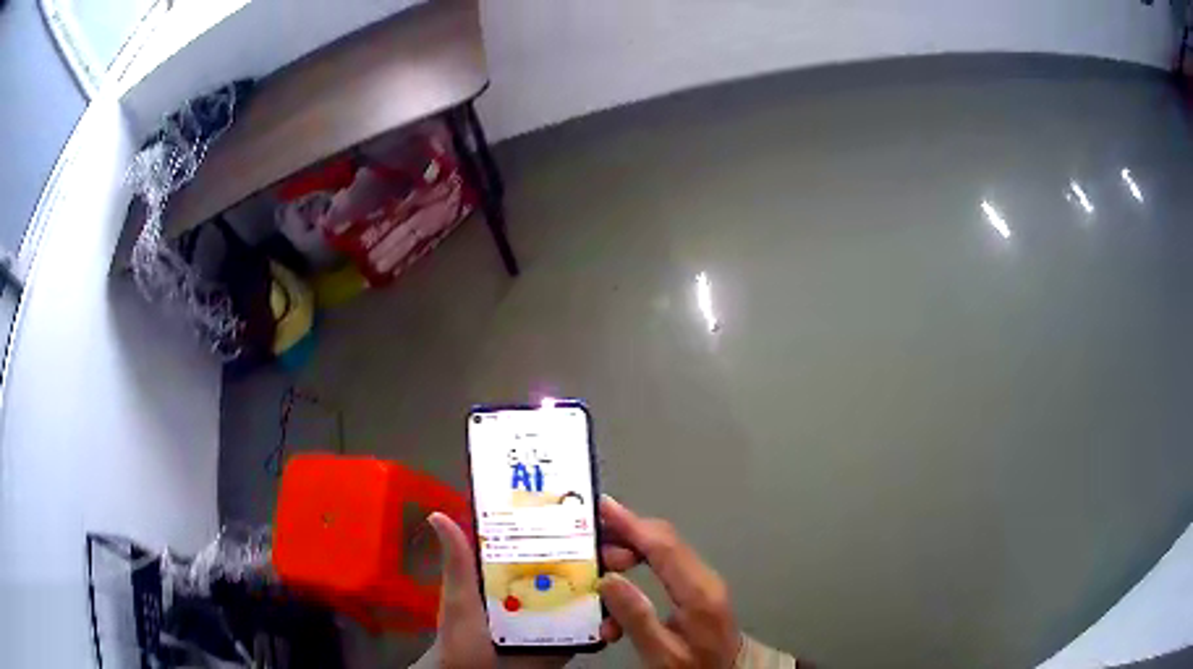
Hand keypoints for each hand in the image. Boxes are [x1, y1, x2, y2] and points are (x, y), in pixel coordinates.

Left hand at [428, 508, 641, 668]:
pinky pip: (597, 628)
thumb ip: (459, 562)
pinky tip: (613, 626)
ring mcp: (559, 613)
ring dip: (617, 588)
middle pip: (581, 563)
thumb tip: (438, 517)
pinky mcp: (571, 638)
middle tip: (623, 553)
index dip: (577, 526)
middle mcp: (542, 586)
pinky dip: (611, 624)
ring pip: (596, 593)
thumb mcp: (460, 597)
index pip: (550, 539)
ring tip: (624, 589)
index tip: (600, 517)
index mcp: (517, 569)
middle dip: (607, 553)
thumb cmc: (462, 637)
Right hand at [597, 498, 741, 667]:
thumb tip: (607, 580)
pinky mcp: (697, 587)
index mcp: (699, 592)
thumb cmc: (694, 667)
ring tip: (599, 572)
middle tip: (589, 547)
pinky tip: (617, 593)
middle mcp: (704, 578)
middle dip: (624, 535)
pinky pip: (665, 565)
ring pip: (662, 551)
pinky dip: (638, 566)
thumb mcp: (661, 654)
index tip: (601, 505)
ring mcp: (703, 580)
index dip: (631, 524)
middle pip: (663, 541)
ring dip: (628, 553)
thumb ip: (636, 618)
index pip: (663, 547)